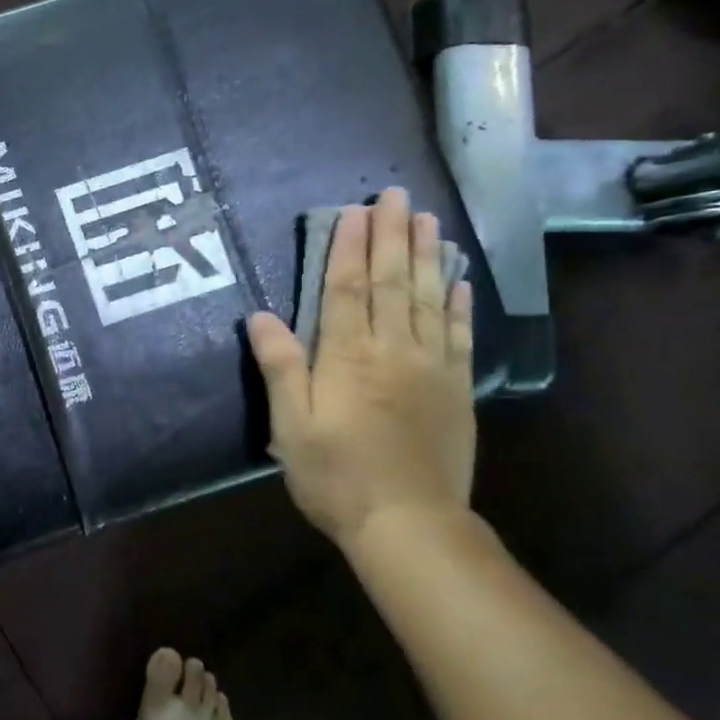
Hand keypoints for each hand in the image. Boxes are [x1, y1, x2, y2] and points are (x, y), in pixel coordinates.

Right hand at [245, 188, 475, 545]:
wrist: (408, 524)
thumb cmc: (335, 475)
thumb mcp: (290, 426)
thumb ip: (280, 367)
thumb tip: (260, 315)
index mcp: (347, 356)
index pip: (345, 288)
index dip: (347, 247)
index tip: (354, 210)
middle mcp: (392, 350)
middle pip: (391, 282)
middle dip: (391, 235)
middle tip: (397, 195)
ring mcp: (430, 367)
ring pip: (428, 299)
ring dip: (427, 256)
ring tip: (429, 219)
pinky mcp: (456, 389)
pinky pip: (458, 335)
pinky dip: (458, 304)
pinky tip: (459, 280)